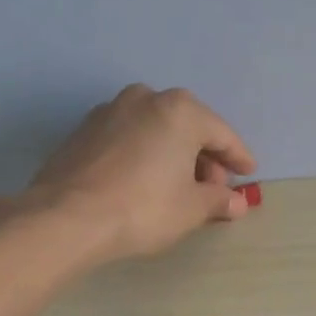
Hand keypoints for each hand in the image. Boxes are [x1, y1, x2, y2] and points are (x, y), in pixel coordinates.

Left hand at [27, 85, 256, 260]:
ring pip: (157, 130)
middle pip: (188, 127)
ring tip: (180, 188)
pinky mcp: (84, 130)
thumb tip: (237, 203)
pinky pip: (130, 138)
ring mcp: (110, 111)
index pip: (222, 135)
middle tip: (213, 189)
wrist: (67, 217)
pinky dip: (146, 155)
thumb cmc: (144, 207)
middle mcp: (146, 98)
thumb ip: (219, 200)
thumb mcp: (193, 208)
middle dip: (205, 157)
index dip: (238, 158)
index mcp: (180, 110)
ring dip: (174, 155)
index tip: (248, 175)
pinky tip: (147, 182)